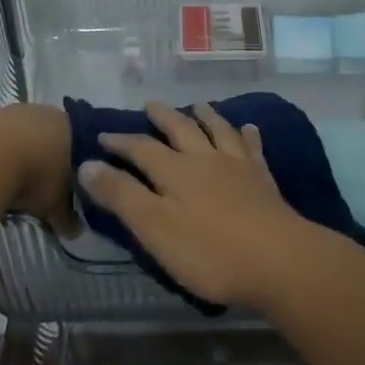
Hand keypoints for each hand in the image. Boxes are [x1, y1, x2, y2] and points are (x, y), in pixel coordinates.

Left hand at [0, 104, 79, 237]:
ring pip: (20, 134)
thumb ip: (68, 217)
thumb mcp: (56, 204)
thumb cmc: (34, 176)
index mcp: (69, 126)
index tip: (71, 185)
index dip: (76, 165)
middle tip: (41, 186)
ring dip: (17, 154)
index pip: (79, 143)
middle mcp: (43, 112)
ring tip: (12, 182)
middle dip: (45, 158)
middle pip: (49, 135)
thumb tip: (75, 230)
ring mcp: (12, 112)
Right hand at [77, 101, 315, 310]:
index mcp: (174, 171)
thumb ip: (121, 195)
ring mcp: (237, 166)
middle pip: (180, 129)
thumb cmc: (209, 251)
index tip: (102, 136)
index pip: (140, 148)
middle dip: (162, 117)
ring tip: (198, 105)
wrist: (278, 259)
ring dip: (205, 116)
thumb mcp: (154, 228)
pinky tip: (249, 128)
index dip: (120, 141)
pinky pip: (252, 148)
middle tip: (151, 105)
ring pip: (217, 131)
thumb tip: (87, 164)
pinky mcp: (263, 179)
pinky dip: (247, 135)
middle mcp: (204, 158)